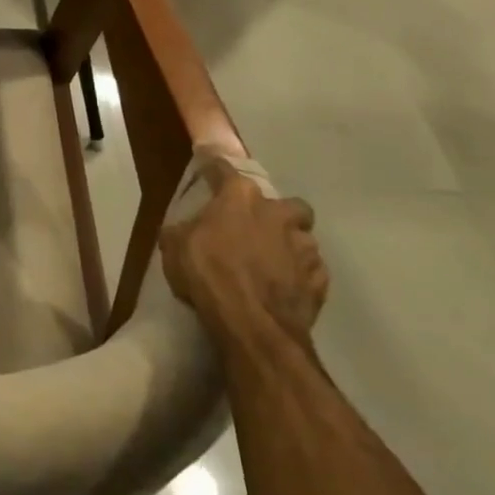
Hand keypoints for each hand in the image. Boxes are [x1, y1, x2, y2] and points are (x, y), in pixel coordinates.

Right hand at [161, 157, 328, 342]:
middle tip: (258, 227)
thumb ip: (183, 230)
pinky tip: (284, 287)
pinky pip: (312, 272)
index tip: (208, 170)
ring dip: (290, 246)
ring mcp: (304, 248)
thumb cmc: (208, 273)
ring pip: (304, 238)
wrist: (252, 325)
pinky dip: (300, 276)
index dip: (214, 170)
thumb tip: (185, 230)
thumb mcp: (174, 246)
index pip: (225, 169)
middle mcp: (278, 213)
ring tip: (273, 262)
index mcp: (240, 197)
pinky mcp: (320, 282)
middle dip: (277, 212)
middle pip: (287, 203)